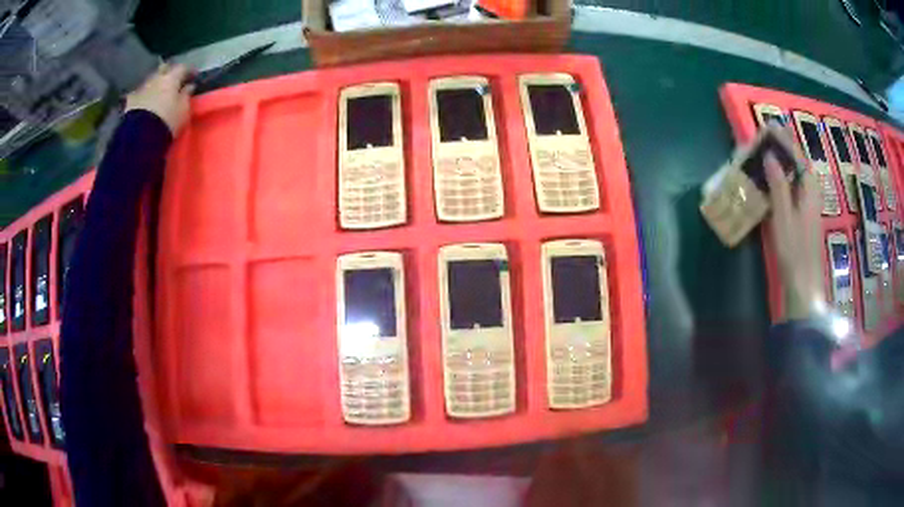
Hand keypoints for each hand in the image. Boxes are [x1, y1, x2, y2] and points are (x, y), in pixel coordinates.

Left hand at [125, 63, 194, 134]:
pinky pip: (138, 93)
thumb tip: (189, 86)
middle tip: (173, 80)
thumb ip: (186, 95)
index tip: (193, 77)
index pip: (183, 67)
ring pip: (151, 80)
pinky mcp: (130, 100)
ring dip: (155, 83)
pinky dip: (143, 95)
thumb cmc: (167, 121)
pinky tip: (144, 102)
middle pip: (164, 68)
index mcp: (171, 77)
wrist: (140, 136)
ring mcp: (142, 88)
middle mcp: (156, 77)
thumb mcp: (183, 110)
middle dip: (169, 72)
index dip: (189, 71)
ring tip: (158, 93)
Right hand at [765, 153, 824, 320]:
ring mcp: (809, 207)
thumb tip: (770, 156)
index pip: (799, 156)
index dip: (786, 140)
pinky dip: (785, 180)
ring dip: (784, 164)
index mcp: (809, 190)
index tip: (771, 125)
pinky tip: (774, 183)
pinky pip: (795, 189)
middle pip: (799, 165)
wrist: (804, 284)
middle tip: (767, 138)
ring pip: (797, 177)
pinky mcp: (804, 218)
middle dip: (785, 149)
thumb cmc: (795, 251)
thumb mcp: (784, 216)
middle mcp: (811, 194)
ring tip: (768, 154)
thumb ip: (779, 185)